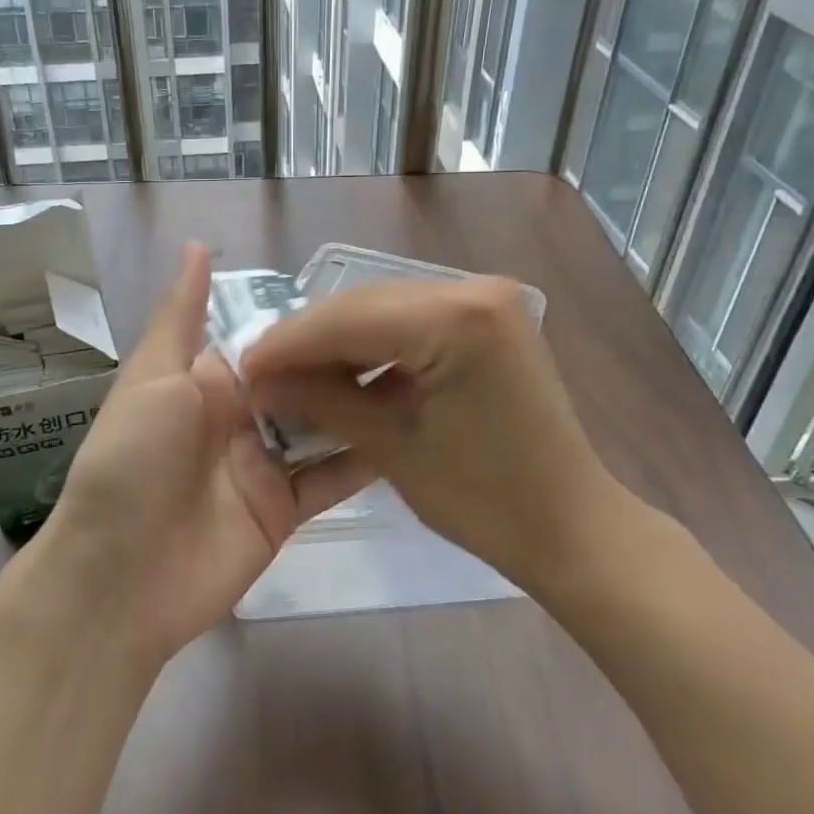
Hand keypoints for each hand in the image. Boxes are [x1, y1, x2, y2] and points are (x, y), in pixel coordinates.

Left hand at [20, 244, 372, 664]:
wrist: (119, 576)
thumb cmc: (132, 461)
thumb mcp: (152, 377)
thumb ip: (182, 316)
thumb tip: (196, 245)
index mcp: (208, 379)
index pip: (267, 338)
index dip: (307, 320)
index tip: (363, 296)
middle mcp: (240, 415)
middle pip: (301, 380)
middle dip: (344, 361)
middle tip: (408, 335)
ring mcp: (264, 463)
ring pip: (322, 425)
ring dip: (361, 405)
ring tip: (421, 376)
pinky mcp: (284, 508)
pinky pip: (330, 478)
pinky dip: (363, 460)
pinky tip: (410, 436)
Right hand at [240, 277, 632, 597]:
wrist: (571, 525)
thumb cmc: (486, 501)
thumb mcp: (392, 448)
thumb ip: (322, 401)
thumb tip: (259, 379)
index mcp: (459, 318)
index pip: (350, 318)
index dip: (289, 343)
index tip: (242, 367)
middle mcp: (474, 289)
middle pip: (365, 305)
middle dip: (309, 340)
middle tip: (262, 373)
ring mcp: (485, 298)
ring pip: (384, 308)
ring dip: (338, 341)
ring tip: (294, 376)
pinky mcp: (487, 317)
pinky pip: (412, 320)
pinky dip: (374, 345)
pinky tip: (343, 372)